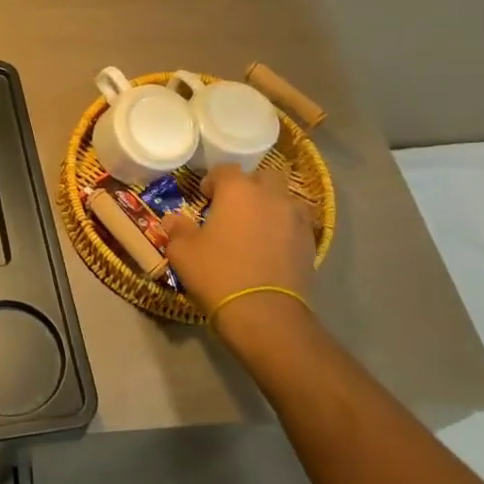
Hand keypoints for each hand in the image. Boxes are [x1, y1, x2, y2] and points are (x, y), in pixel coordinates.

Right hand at [161, 164, 317, 342]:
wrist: (264, 313)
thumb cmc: (217, 274)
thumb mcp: (183, 252)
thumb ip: (177, 229)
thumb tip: (173, 219)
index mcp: (238, 190)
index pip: (225, 170)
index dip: (213, 181)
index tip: (205, 197)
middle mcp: (270, 196)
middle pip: (262, 177)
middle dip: (249, 187)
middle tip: (234, 209)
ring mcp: (295, 218)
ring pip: (285, 199)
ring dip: (271, 206)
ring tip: (257, 227)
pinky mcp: (310, 242)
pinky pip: (296, 224)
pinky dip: (285, 228)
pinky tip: (273, 247)